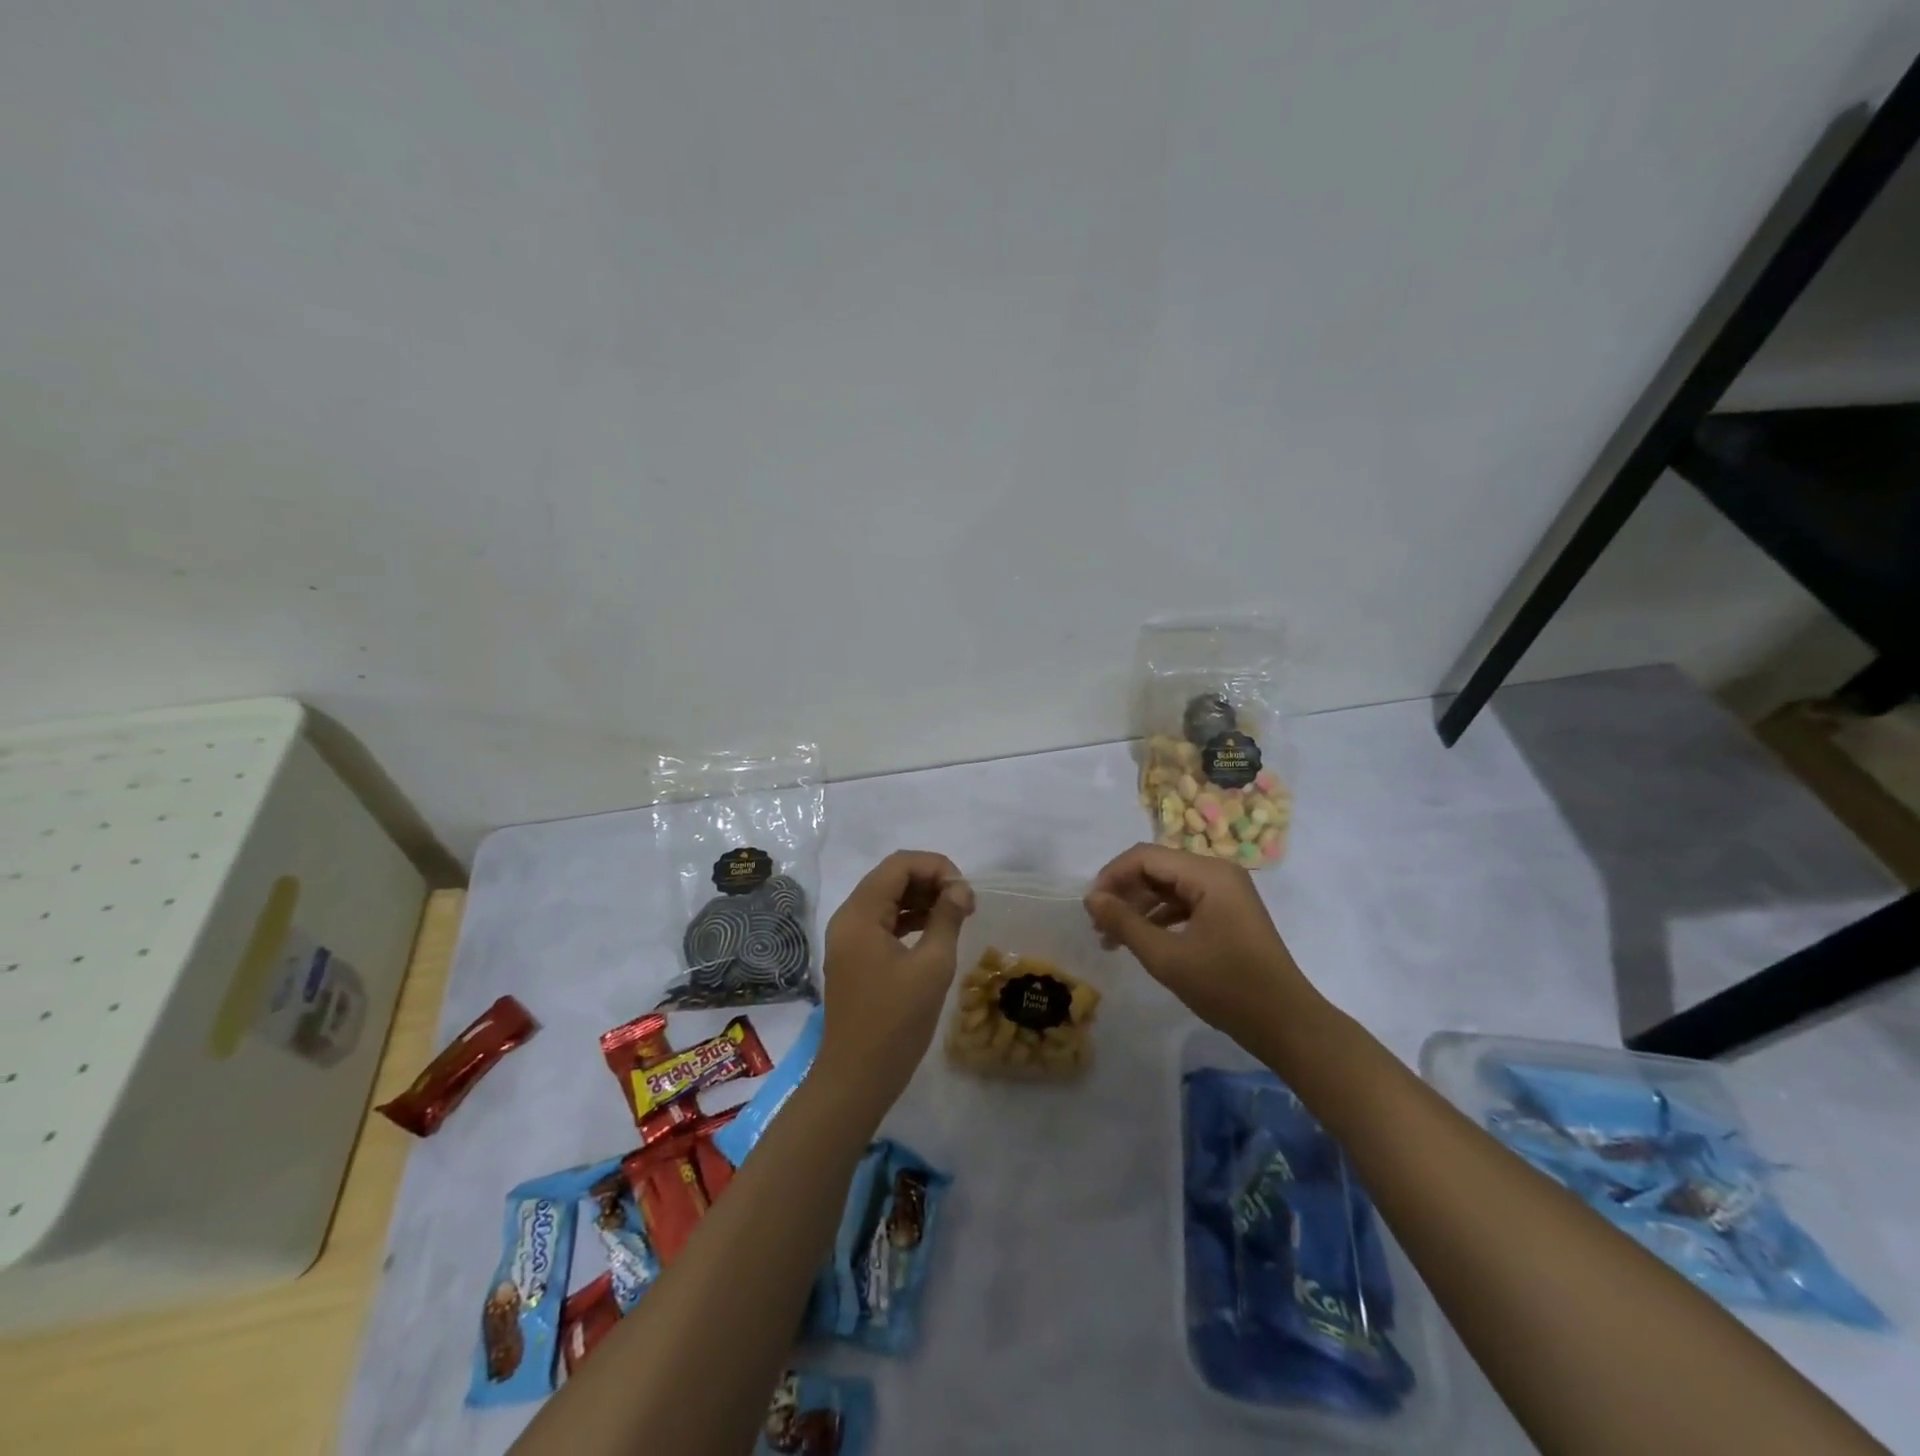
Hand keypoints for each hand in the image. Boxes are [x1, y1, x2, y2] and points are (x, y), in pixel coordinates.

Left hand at [816, 851, 974, 1110]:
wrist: (857, 1077)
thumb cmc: (896, 1021)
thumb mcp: (932, 966)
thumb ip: (946, 918)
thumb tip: (960, 889)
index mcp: (860, 913)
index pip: (899, 864)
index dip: (937, 867)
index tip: (965, 892)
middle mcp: (848, 918)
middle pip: (891, 877)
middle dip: (931, 881)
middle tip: (965, 903)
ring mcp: (848, 938)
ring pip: (888, 899)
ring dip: (922, 899)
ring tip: (957, 915)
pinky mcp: (855, 957)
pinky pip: (883, 922)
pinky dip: (910, 919)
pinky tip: (936, 931)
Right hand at [1085, 844, 1317, 1035]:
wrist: (1286, 1025)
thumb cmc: (1227, 987)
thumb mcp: (1167, 957)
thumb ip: (1124, 923)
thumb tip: (1091, 899)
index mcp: (1208, 873)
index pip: (1145, 856)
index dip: (1112, 877)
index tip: (1090, 908)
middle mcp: (1218, 872)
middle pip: (1156, 868)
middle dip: (1123, 893)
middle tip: (1098, 926)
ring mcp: (1226, 892)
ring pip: (1168, 886)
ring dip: (1138, 907)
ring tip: (1111, 939)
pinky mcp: (1228, 912)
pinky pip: (1184, 902)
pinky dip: (1159, 917)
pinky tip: (1141, 940)